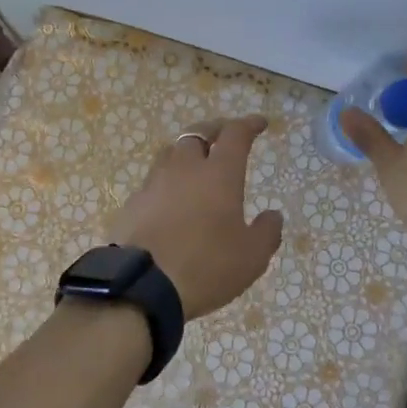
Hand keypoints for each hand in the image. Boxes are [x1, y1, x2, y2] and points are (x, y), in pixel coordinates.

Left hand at [107, 116, 284, 318]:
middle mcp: (185, 168)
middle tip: (225, 136)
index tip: (259, 123)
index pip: (235, 135)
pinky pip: (154, 181)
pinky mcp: (133, 202)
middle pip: (198, 133)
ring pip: (171, 153)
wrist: (142, 284)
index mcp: (219, 174)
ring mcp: (154, 182)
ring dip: (187, 151)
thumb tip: (273, 215)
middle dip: (215, 129)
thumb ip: (267, 232)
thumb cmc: (206, 266)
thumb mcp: (251, 257)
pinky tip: (171, 198)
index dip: (249, 124)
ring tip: (197, 163)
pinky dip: (168, 181)